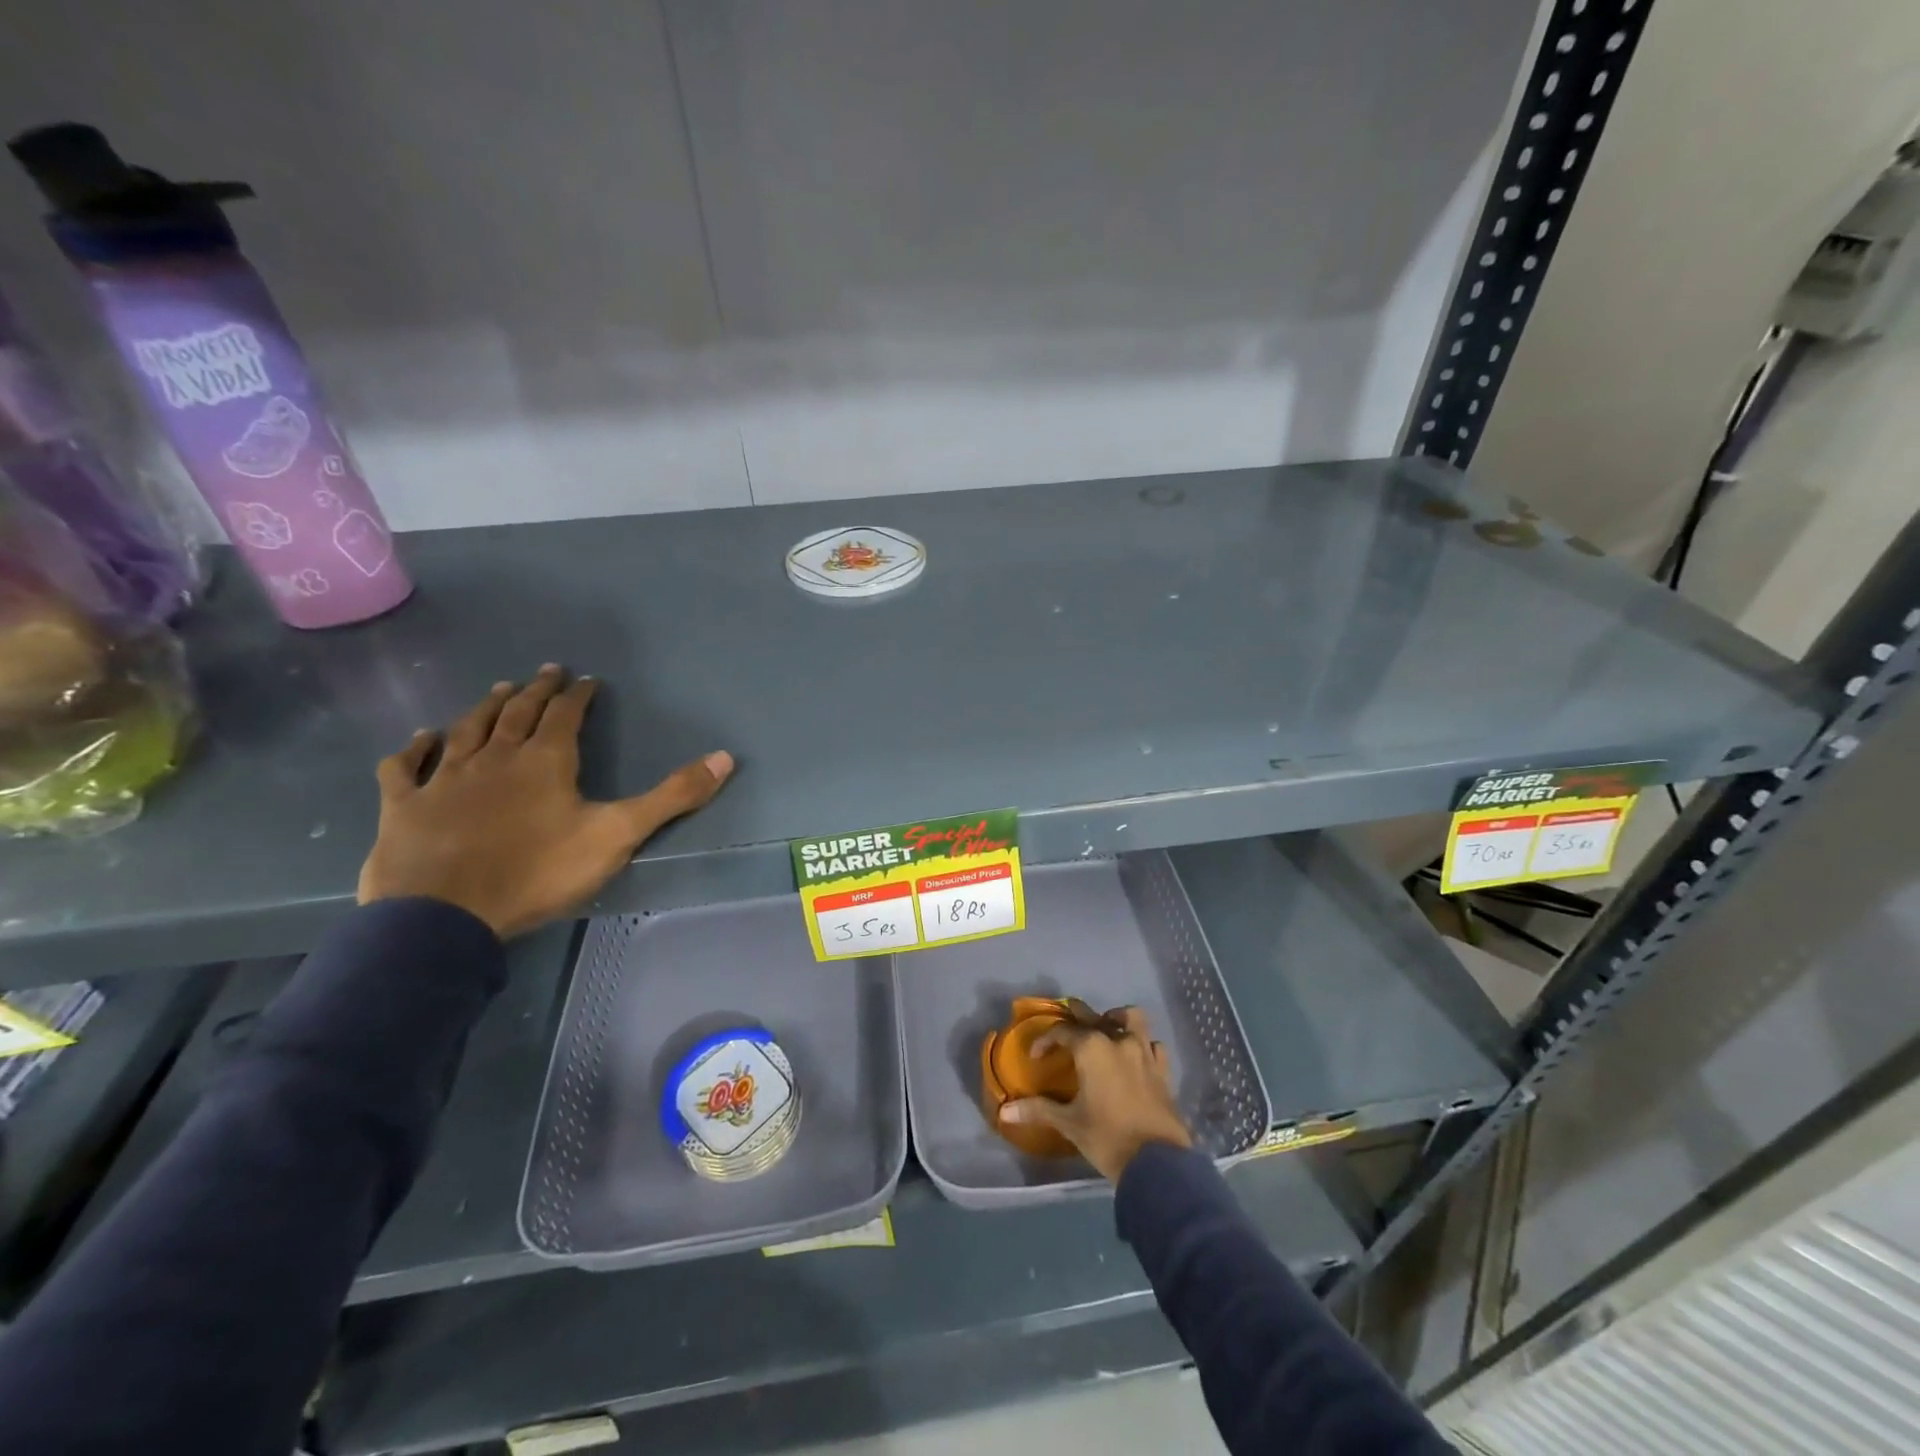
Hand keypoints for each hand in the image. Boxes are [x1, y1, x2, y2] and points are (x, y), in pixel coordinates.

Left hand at [357, 665, 733, 937]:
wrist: (445, 916)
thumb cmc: (538, 872)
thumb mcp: (618, 835)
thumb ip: (672, 797)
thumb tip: (725, 757)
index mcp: (546, 760)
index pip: (565, 714)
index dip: (578, 695)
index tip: (587, 680)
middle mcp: (495, 757)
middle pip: (517, 713)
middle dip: (536, 690)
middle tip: (546, 671)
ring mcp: (445, 778)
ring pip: (467, 729)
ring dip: (486, 707)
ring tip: (499, 689)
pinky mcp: (405, 805)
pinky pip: (406, 766)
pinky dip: (415, 747)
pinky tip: (422, 737)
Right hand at [999, 1006, 1191, 1180]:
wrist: (1156, 1163)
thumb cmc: (1107, 1138)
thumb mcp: (1069, 1123)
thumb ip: (1038, 1110)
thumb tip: (1004, 1111)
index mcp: (1092, 1048)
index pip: (1062, 1031)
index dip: (1046, 1041)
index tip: (1036, 1056)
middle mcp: (1118, 1040)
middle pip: (1094, 1015)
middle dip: (1077, 1016)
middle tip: (1066, 1027)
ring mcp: (1144, 1053)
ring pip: (1132, 1019)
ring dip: (1117, 1019)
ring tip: (1107, 1029)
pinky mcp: (1163, 1070)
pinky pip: (1153, 1045)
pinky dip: (1144, 1044)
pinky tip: (1135, 1057)